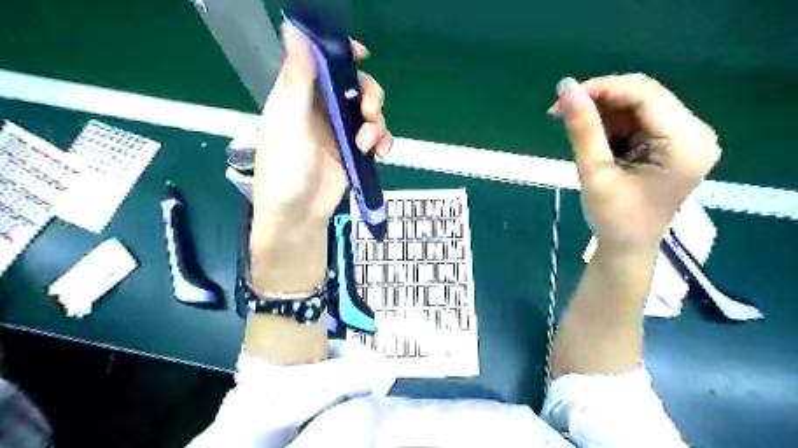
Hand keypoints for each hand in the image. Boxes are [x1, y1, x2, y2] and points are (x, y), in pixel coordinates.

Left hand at [253, 25, 391, 228]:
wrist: (299, 215)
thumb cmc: (286, 171)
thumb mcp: (290, 125)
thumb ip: (297, 81)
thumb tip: (293, 31)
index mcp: (299, 97)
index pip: (320, 62)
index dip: (340, 54)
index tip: (361, 55)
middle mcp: (320, 110)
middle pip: (354, 86)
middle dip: (368, 96)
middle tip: (369, 112)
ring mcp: (339, 131)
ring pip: (369, 112)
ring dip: (376, 125)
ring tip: (366, 145)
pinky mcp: (353, 151)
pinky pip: (376, 137)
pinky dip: (383, 142)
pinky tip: (379, 154)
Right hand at [553, 74, 720, 249]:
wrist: (626, 247)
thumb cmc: (614, 219)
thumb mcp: (595, 173)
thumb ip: (583, 130)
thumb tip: (565, 88)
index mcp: (686, 142)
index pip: (645, 94)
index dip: (602, 88)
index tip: (564, 98)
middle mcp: (693, 133)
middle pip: (643, 97)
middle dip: (599, 100)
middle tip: (561, 112)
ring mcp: (683, 138)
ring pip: (637, 107)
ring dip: (602, 114)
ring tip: (574, 131)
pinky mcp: (670, 145)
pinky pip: (637, 121)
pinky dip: (610, 126)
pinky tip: (593, 141)